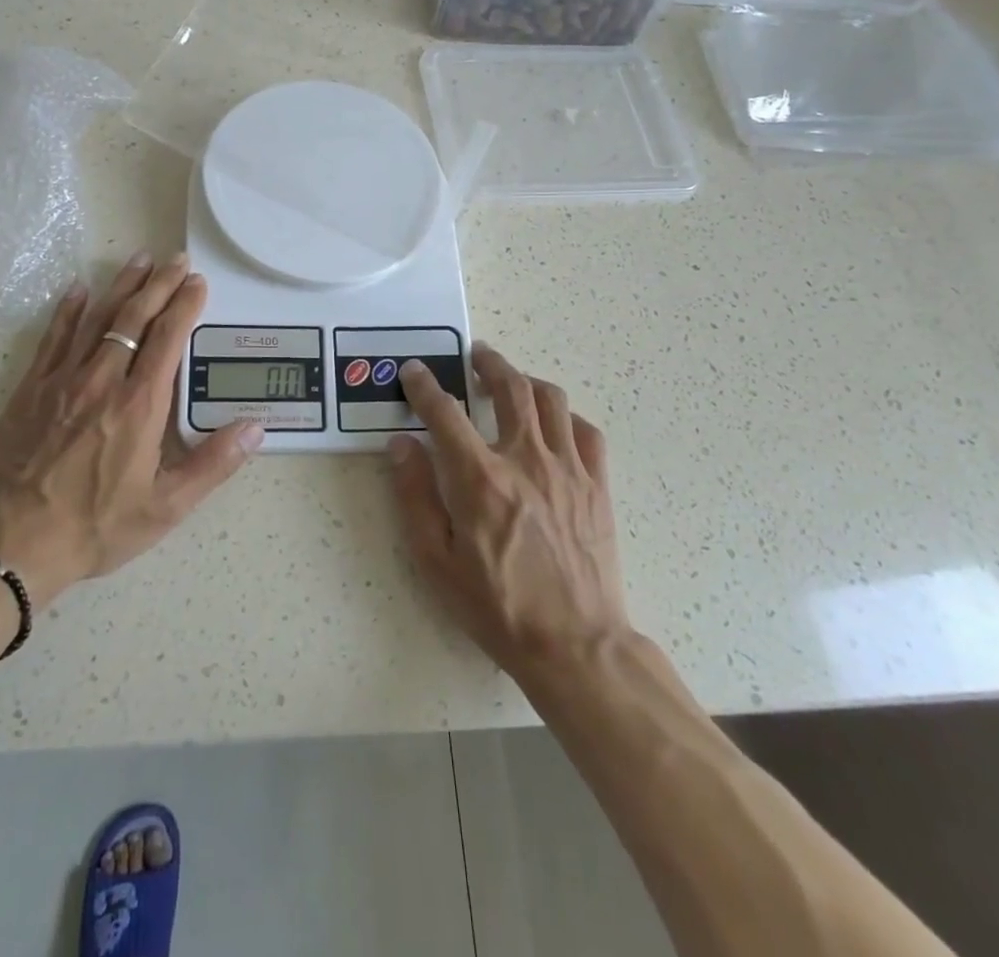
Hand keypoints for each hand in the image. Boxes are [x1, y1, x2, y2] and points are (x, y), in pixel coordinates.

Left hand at [0, 252, 263, 605]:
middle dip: (159, 284)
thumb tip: (255, 428)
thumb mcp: (166, 507)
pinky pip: (53, 338)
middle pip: (135, 317)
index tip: (197, 283)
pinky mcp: (31, 390)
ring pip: (97, 318)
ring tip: (139, 259)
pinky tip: (78, 289)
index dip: (185, 305)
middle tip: (176, 259)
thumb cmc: (96, 526)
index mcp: (140, 404)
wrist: (12, 542)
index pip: (169, 338)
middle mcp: (104, 379)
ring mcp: (63, 380)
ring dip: (121, 286)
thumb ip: (213, 464)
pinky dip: (68, 310)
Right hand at [390, 344, 630, 685]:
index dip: (425, 386)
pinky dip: (567, 417)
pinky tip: (556, 425)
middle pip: (510, 387)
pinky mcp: (597, 486)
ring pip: (551, 400)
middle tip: (476, 353)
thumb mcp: (436, 560)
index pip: (445, 412)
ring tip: (514, 379)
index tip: (415, 371)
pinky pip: (586, 432)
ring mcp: (568, 470)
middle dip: (489, 362)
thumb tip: (401, 445)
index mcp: (480, 479)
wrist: (575, 645)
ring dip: (527, 380)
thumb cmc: (497, 606)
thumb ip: (415, 496)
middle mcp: (525, 460)